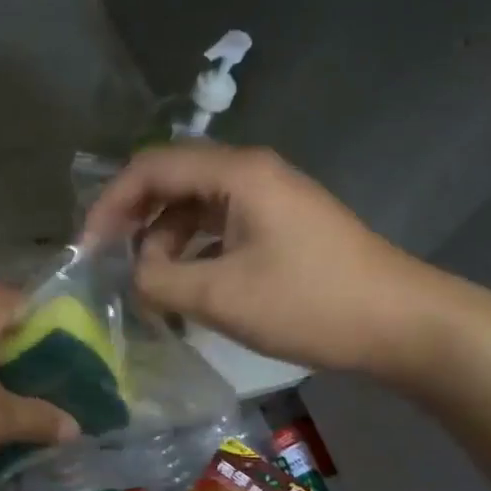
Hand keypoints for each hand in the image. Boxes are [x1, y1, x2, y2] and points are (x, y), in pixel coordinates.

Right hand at [82, 143, 428, 374]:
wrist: (402, 323)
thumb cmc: (310, 302)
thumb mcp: (221, 296)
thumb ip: (159, 281)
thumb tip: (132, 275)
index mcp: (236, 174)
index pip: (151, 167)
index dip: (110, 203)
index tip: (88, 248)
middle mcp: (250, 174)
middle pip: (172, 182)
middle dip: (134, 221)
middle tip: (110, 265)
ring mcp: (269, 198)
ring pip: (195, 207)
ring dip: (164, 242)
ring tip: (149, 286)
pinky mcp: (280, 224)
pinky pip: (220, 227)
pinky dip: (193, 252)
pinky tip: (186, 287)